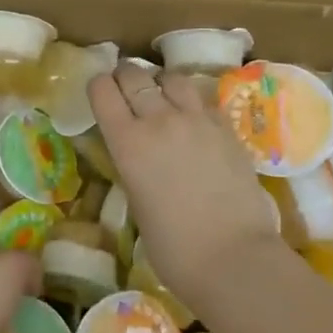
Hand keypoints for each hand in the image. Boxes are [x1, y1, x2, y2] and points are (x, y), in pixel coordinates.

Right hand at [90, 63, 281, 308]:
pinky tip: (193, 119)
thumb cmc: (174, 248)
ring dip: (161, 83)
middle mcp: (159, 120)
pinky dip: (192, 102)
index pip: (102, 90)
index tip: (100, 93)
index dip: (98, 87)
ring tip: (162, 96)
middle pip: (135, 75)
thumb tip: (138, 156)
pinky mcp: (226, 127)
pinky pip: (203, 99)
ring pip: (172, 78)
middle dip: (125, 77)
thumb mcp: (136, 203)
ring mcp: (197, 120)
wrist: (233, 257)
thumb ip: (133, 167)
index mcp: (127, 143)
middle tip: (126, 89)